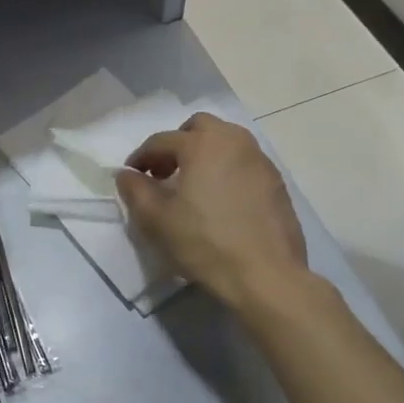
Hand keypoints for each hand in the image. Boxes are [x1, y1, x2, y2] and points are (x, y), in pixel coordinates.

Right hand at [115, 112, 311, 307]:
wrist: (265, 275)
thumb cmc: (204, 242)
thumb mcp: (156, 219)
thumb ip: (135, 190)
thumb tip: (126, 174)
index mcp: (202, 144)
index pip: (161, 140)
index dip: (141, 157)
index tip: (132, 176)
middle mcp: (234, 141)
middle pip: (199, 127)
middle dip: (177, 144)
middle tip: (165, 172)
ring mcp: (260, 160)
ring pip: (226, 142)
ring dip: (204, 154)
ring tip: (192, 186)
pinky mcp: (276, 182)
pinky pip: (244, 163)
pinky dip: (226, 170)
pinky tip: (220, 201)